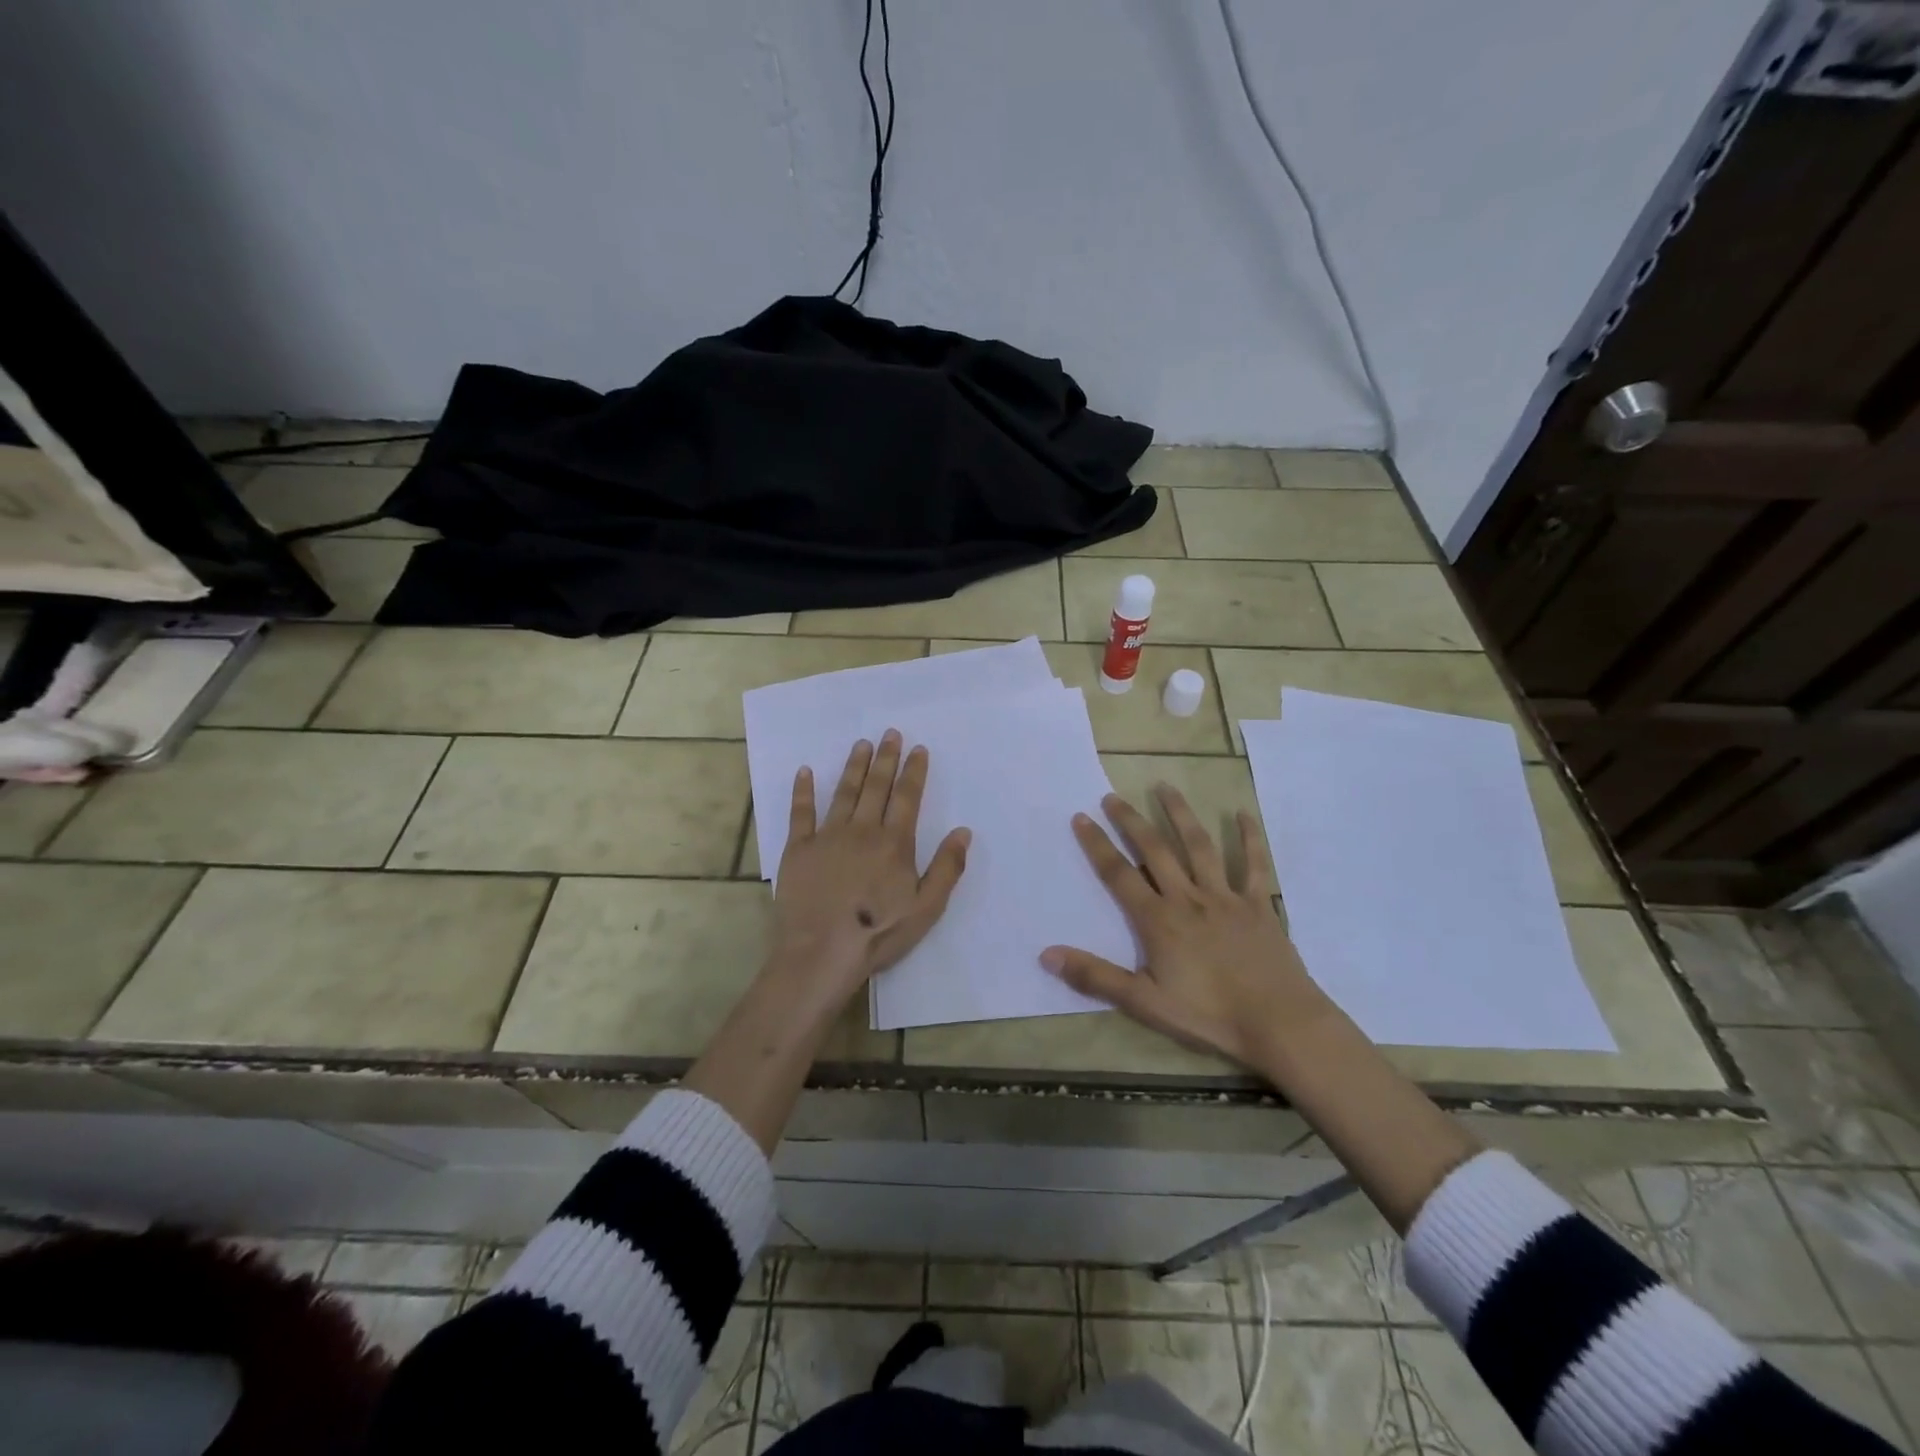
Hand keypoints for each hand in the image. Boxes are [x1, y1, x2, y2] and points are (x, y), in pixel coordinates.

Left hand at [771, 730, 970, 1006]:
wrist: (821, 952)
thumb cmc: (878, 933)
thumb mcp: (926, 908)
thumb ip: (947, 868)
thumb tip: (963, 831)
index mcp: (894, 843)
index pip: (907, 798)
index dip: (914, 771)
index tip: (918, 749)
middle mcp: (862, 830)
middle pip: (877, 787)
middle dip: (886, 758)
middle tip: (890, 733)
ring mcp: (828, 836)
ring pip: (844, 792)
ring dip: (854, 766)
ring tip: (861, 744)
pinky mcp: (799, 849)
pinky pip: (801, 813)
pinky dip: (803, 790)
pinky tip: (805, 771)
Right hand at [1041, 787, 1331, 1068]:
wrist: (1279, 1023)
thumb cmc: (1209, 1014)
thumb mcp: (1144, 1001)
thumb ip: (1095, 976)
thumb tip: (1046, 955)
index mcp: (1158, 920)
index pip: (1119, 874)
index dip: (1097, 845)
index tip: (1081, 817)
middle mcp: (1188, 898)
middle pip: (1155, 850)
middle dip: (1131, 821)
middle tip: (1112, 796)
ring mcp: (1226, 897)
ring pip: (1199, 846)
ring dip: (1180, 814)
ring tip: (1164, 787)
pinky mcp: (1258, 904)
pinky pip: (1254, 864)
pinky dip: (1249, 838)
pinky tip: (1242, 814)